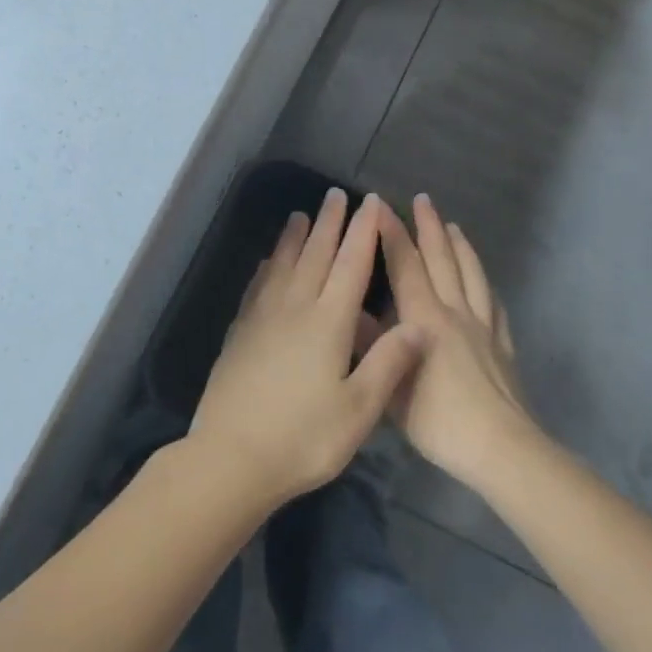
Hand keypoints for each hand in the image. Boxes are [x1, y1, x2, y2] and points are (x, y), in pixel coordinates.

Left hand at [190, 189, 428, 508]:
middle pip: (315, 255)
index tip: (372, 202)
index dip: (364, 232)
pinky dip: (266, 268)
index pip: (351, 265)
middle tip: (336, 194)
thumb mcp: (359, 409)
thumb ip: (389, 363)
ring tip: (300, 215)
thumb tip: (419, 324)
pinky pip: (257, 288)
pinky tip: (267, 263)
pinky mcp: (240, 334)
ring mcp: (262, 319)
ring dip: (294, 238)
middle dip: (329, 223)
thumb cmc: (305, 438)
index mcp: (328, 323)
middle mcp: (295, 308)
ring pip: (282, 265)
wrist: (232, 457)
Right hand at [379, 195, 539, 489]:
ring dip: (461, 246)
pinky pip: (495, 306)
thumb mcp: (391, 387)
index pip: (405, 265)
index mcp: (424, 319)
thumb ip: (373, 345)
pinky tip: (485, 283)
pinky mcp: (503, 345)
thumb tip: (350, 312)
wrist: (500, 448)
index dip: (391, 233)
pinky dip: (486, 285)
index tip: (380, 206)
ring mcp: (484, 327)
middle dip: (430, 227)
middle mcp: (455, 312)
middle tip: (423, 199)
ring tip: (454, 226)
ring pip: (472, 275)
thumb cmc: (438, 420)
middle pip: (442, 260)